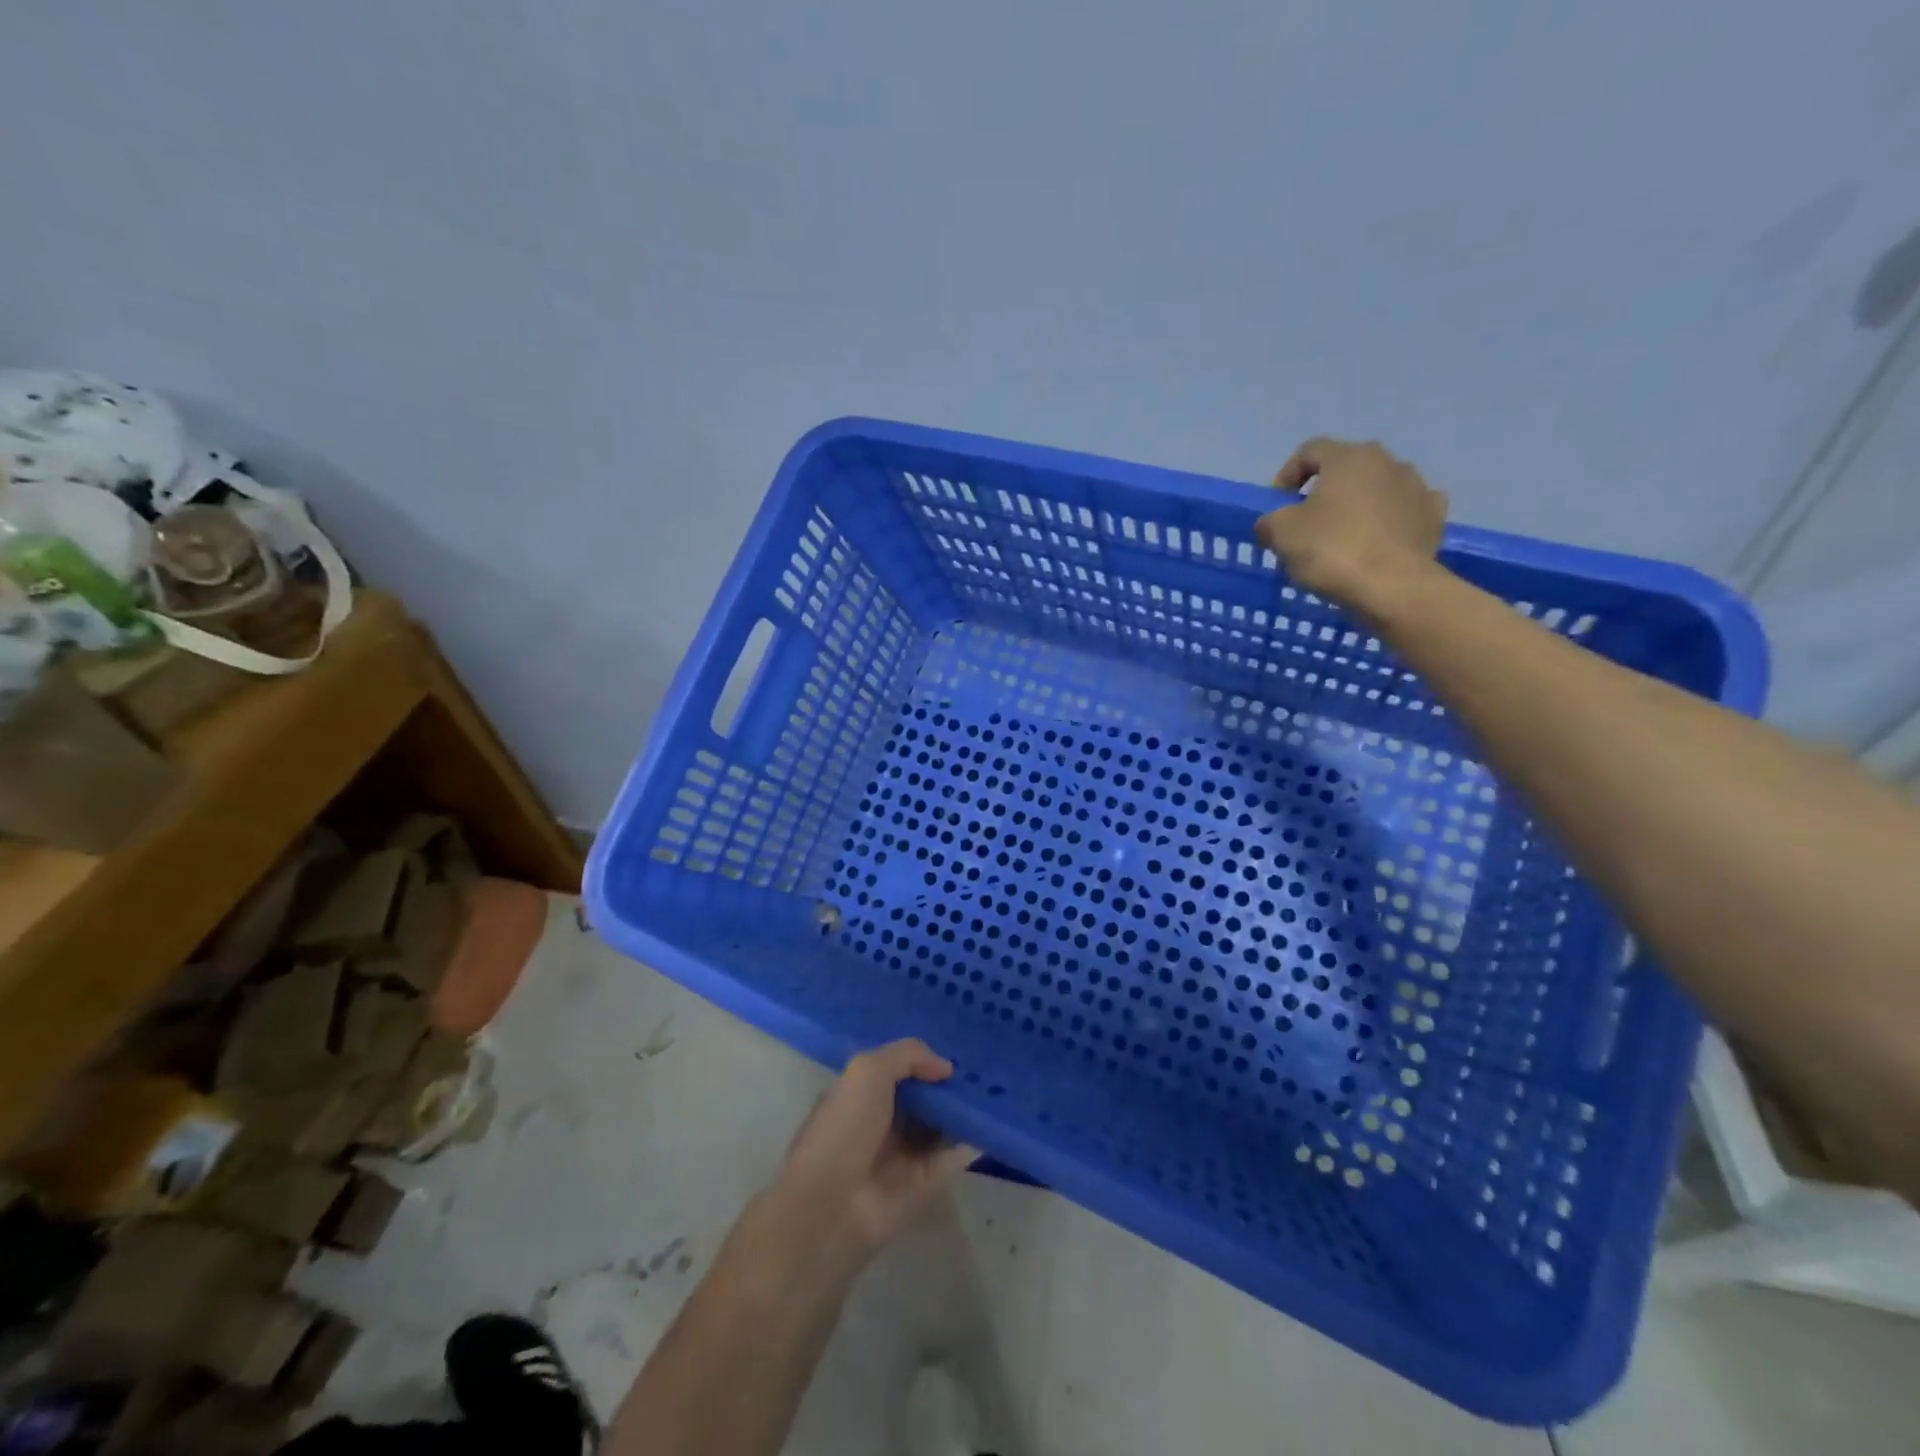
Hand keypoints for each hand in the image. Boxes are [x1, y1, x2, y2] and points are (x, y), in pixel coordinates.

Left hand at [763, 1040, 977, 1263]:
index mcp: (862, 1094)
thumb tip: (945, 1067)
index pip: (899, 1070)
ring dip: (965, 1109)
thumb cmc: (844, 1127)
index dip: (925, 1060)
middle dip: (950, 1084)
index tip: (957, 1048)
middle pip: (924, 1097)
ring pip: (942, 1124)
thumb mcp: (868, 1070)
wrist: (832, 1205)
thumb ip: (908, 1055)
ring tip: (999, 1087)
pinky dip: (974, 1139)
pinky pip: (954, 1155)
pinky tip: (996, 1119)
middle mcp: (884, 1122)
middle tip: (987, 1066)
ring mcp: (905, 1154)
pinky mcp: (925, 1183)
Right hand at [1255, 438, 1448, 613]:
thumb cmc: (1331, 550)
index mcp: (1349, 457)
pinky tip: (1379, 541)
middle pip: (1346, 469)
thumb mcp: (1280, 533)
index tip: (1276, 505)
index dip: (1287, 475)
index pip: (1310, 451)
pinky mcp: (1434, 517)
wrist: (1391, 587)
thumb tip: (1270, 523)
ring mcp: (1417, 488)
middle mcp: (1388, 461)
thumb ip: (1269, 520)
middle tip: (1307, 523)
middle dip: (1324, 492)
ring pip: (1377, 489)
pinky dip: (1390, 521)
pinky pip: (1405, 511)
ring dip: (1358, 505)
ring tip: (1342, 538)